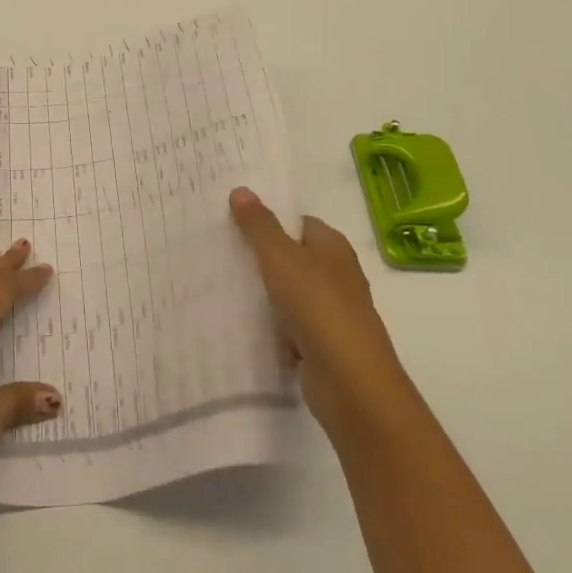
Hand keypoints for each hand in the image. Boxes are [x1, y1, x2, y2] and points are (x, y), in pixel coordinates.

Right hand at [229, 188, 407, 455]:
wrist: (350, 383)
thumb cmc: (318, 307)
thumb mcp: (281, 258)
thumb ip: (260, 226)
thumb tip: (241, 190)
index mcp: (333, 247)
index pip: (299, 222)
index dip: (271, 219)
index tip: (234, 221)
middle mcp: (337, 275)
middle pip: (294, 257)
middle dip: (263, 255)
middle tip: (221, 249)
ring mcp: (332, 312)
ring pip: (291, 293)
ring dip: (265, 293)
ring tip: (222, 283)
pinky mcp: (323, 345)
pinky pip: (290, 326)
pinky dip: (271, 325)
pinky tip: (243, 324)